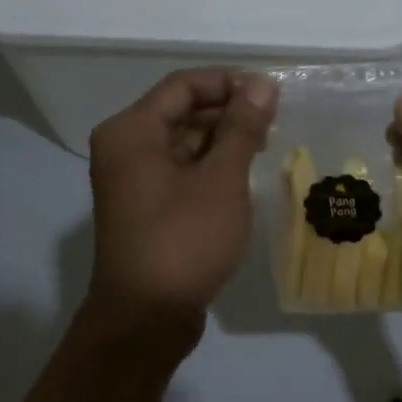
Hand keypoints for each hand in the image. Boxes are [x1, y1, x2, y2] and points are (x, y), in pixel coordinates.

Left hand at [84, 68, 277, 338]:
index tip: (272, 94)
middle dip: (229, 112)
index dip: (229, 83)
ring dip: (223, 140)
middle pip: (181, 111)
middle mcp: (125, 147)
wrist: (146, 318)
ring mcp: (133, 179)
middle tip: (276, 122)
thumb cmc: (184, 241)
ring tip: (267, 147)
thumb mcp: (221, 179)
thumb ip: (242, 127)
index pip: (184, 85)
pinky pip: (180, 169)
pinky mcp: (146, 206)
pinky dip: (210, 166)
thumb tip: (261, 83)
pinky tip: (244, 175)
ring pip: (183, 141)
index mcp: (132, 131)